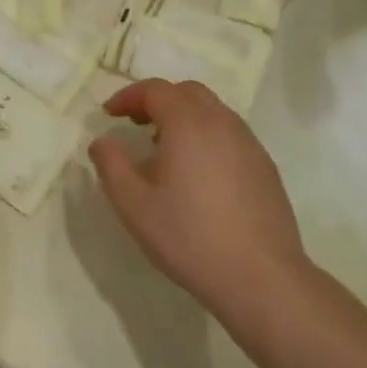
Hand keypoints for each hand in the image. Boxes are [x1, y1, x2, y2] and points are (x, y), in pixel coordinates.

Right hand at [88, 79, 311, 324]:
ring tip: (164, 149)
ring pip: (212, 111)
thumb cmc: (189, 237)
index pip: (155, 90)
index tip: (109, 114)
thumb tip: (101, 142)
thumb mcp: (134, 205)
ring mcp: (249, 143)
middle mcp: (222, 123)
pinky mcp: (265, 166)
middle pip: (187, 92)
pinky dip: (206, 135)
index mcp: (188, 124)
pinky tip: (198, 172)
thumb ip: (111, 166)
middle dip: (157, 100)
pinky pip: (230, 133)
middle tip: (136, 124)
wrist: (261, 278)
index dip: (128, 96)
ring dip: (184, 117)